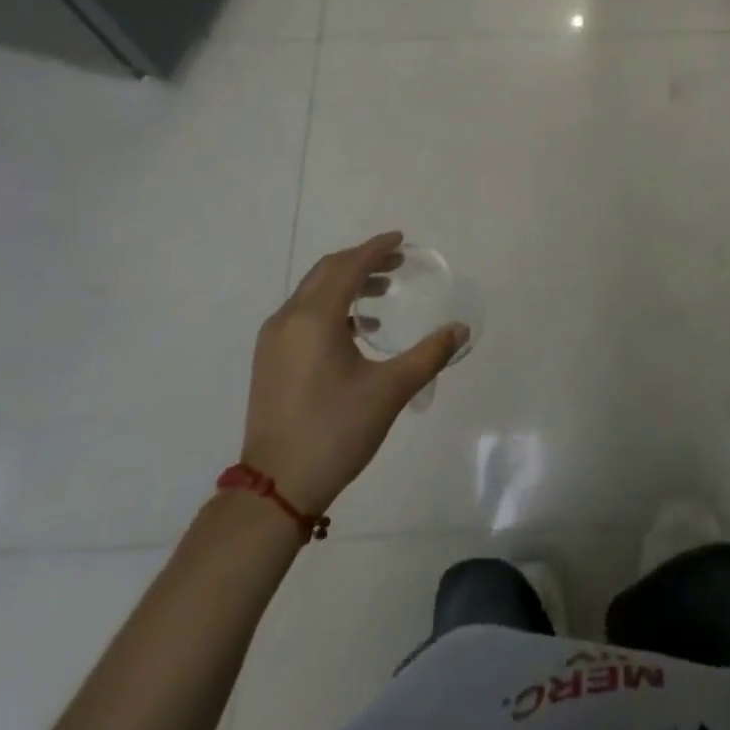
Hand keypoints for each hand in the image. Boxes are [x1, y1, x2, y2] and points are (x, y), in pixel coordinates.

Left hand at [239, 232, 468, 514]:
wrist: (276, 488)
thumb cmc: (336, 432)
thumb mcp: (390, 391)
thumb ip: (429, 354)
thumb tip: (460, 329)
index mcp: (315, 317)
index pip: (349, 266)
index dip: (376, 249)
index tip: (401, 241)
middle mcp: (288, 318)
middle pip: (327, 271)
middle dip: (362, 261)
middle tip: (396, 263)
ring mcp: (273, 339)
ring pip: (313, 292)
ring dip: (347, 283)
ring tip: (382, 295)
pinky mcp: (269, 359)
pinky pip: (302, 313)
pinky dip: (330, 306)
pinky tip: (356, 331)